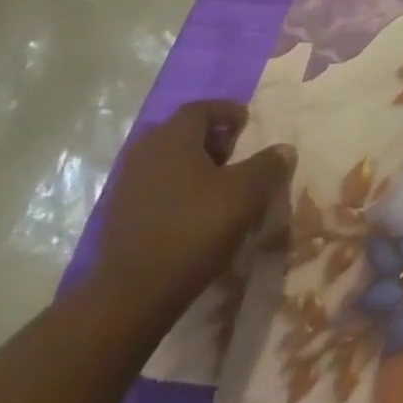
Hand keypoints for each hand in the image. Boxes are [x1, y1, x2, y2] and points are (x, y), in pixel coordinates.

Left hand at [90, 100, 293, 328]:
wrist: (134, 294)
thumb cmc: (195, 229)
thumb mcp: (246, 193)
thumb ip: (268, 165)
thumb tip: (284, 149)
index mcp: (172, 139)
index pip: (200, 109)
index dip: (226, 111)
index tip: (247, 123)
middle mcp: (144, 154)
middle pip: (178, 132)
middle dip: (208, 136)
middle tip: (234, 150)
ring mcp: (126, 186)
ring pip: (164, 160)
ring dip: (191, 163)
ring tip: (218, 182)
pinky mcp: (119, 216)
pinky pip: (153, 186)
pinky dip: (176, 187)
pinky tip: (194, 209)